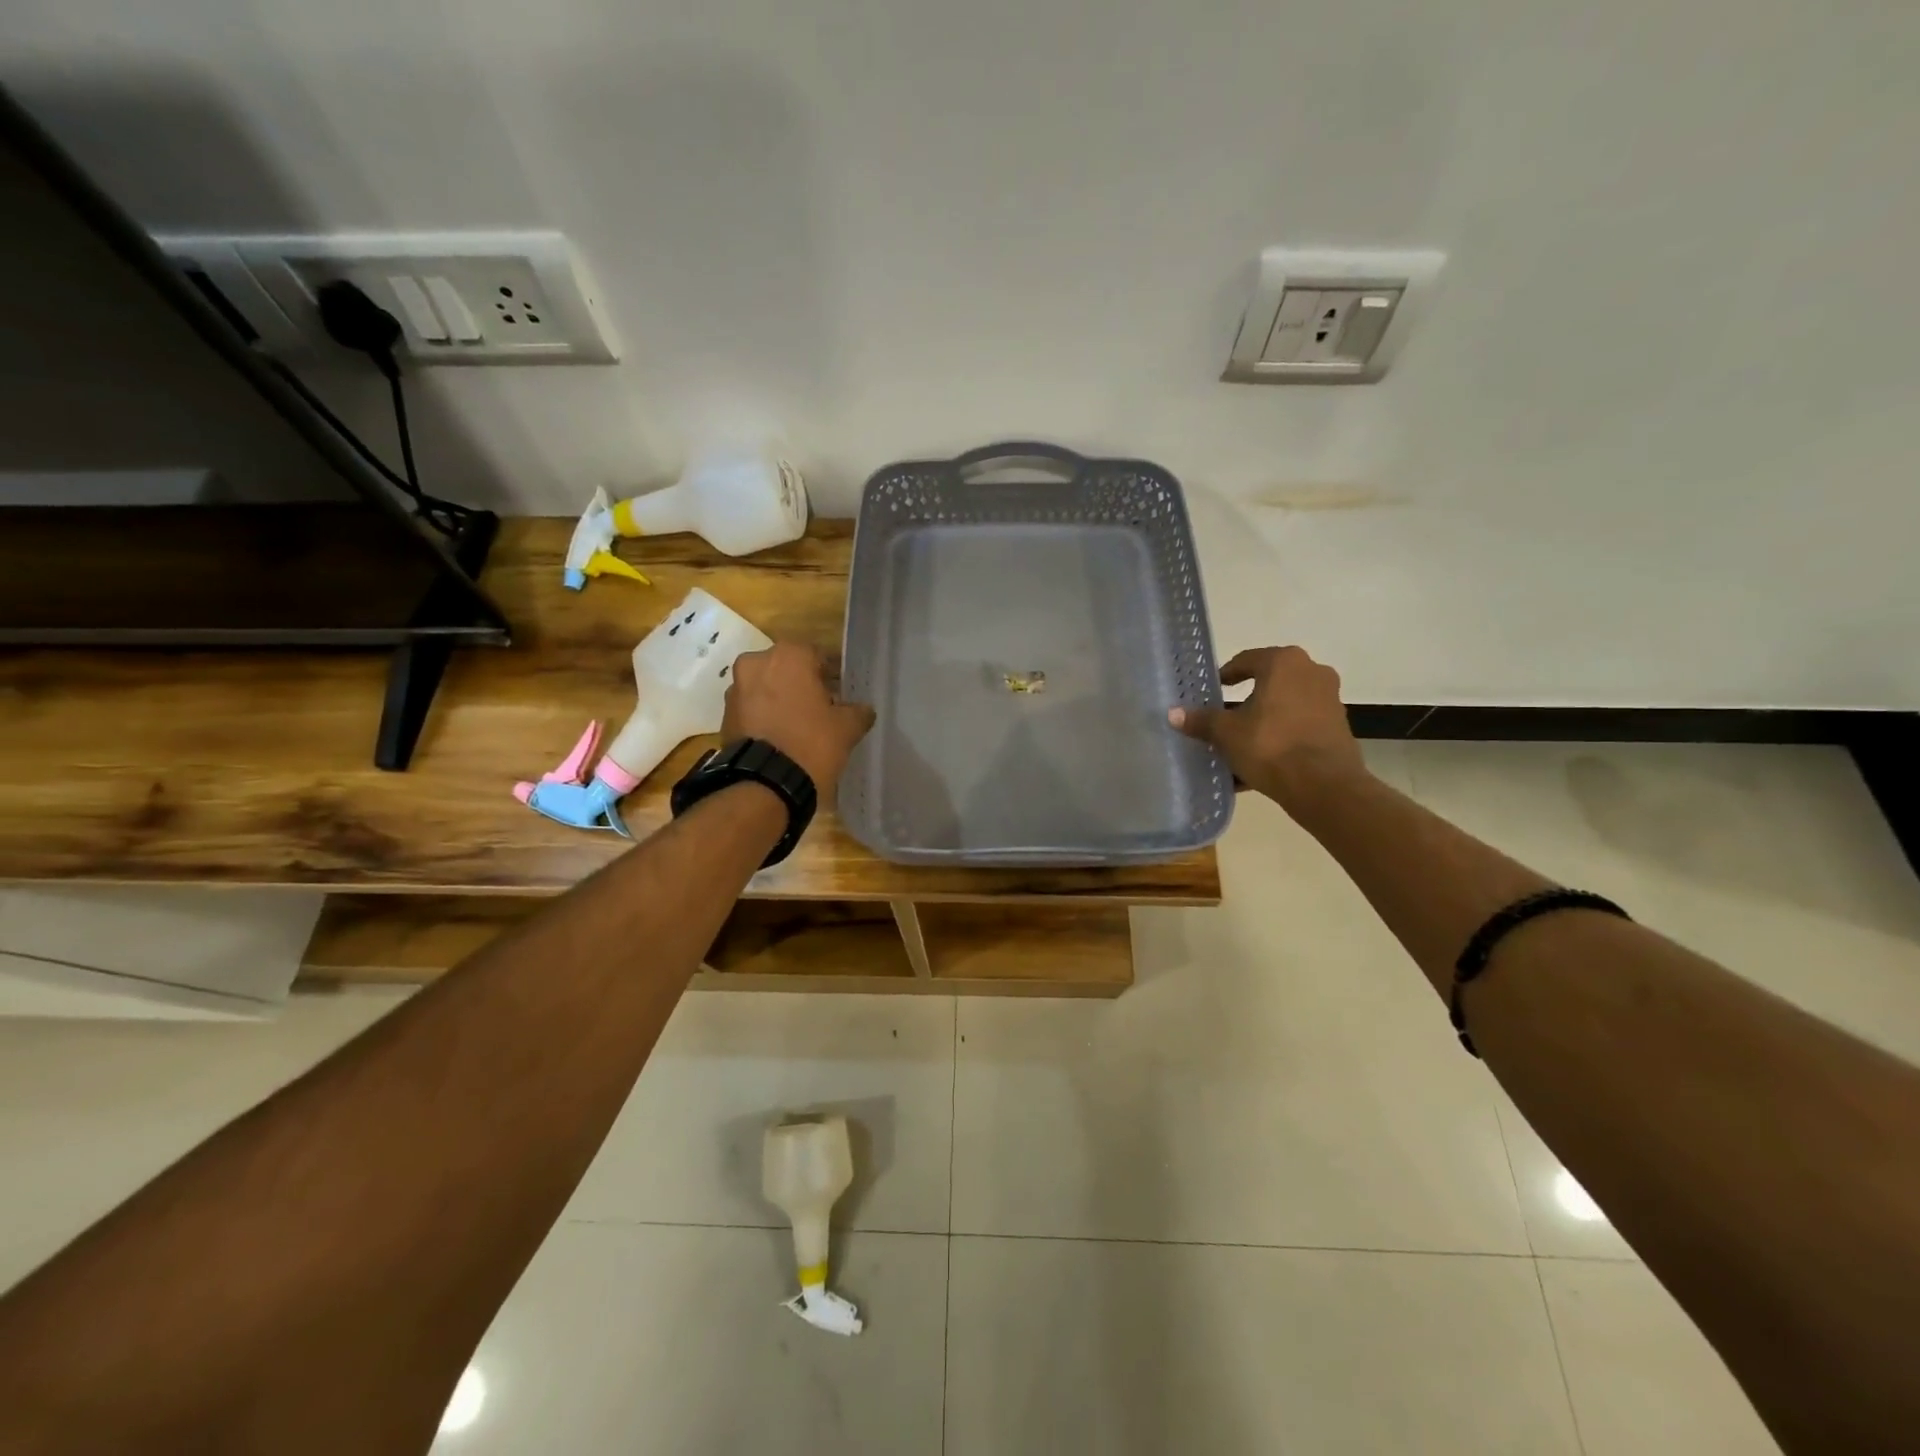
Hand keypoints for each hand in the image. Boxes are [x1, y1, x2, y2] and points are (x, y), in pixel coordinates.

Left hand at [722, 643, 874, 803]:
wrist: (765, 783)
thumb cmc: (811, 743)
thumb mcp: (847, 727)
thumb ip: (858, 712)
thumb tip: (863, 710)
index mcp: (789, 656)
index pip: (818, 656)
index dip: (832, 675)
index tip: (842, 692)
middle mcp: (756, 663)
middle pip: (788, 669)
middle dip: (803, 685)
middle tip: (822, 707)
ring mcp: (736, 689)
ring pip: (767, 688)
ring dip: (781, 700)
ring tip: (800, 725)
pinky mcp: (725, 716)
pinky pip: (752, 709)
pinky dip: (766, 717)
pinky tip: (781, 736)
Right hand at [1169, 646, 1367, 813]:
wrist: (1324, 786)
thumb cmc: (1270, 746)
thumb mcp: (1226, 733)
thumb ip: (1201, 721)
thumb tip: (1174, 714)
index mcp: (1284, 663)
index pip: (1247, 660)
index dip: (1226, 675)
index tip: (1213, 690)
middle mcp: (1312, 673)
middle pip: (1269, 682)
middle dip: (1246, 699)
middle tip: (1225, 716)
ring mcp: (1329, 700)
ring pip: (1285, 706)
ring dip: (1264, 720)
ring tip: (1241, 743)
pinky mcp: (1337, 727)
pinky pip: (1299, 727)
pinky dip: (1280, 737)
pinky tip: (1261, 762)